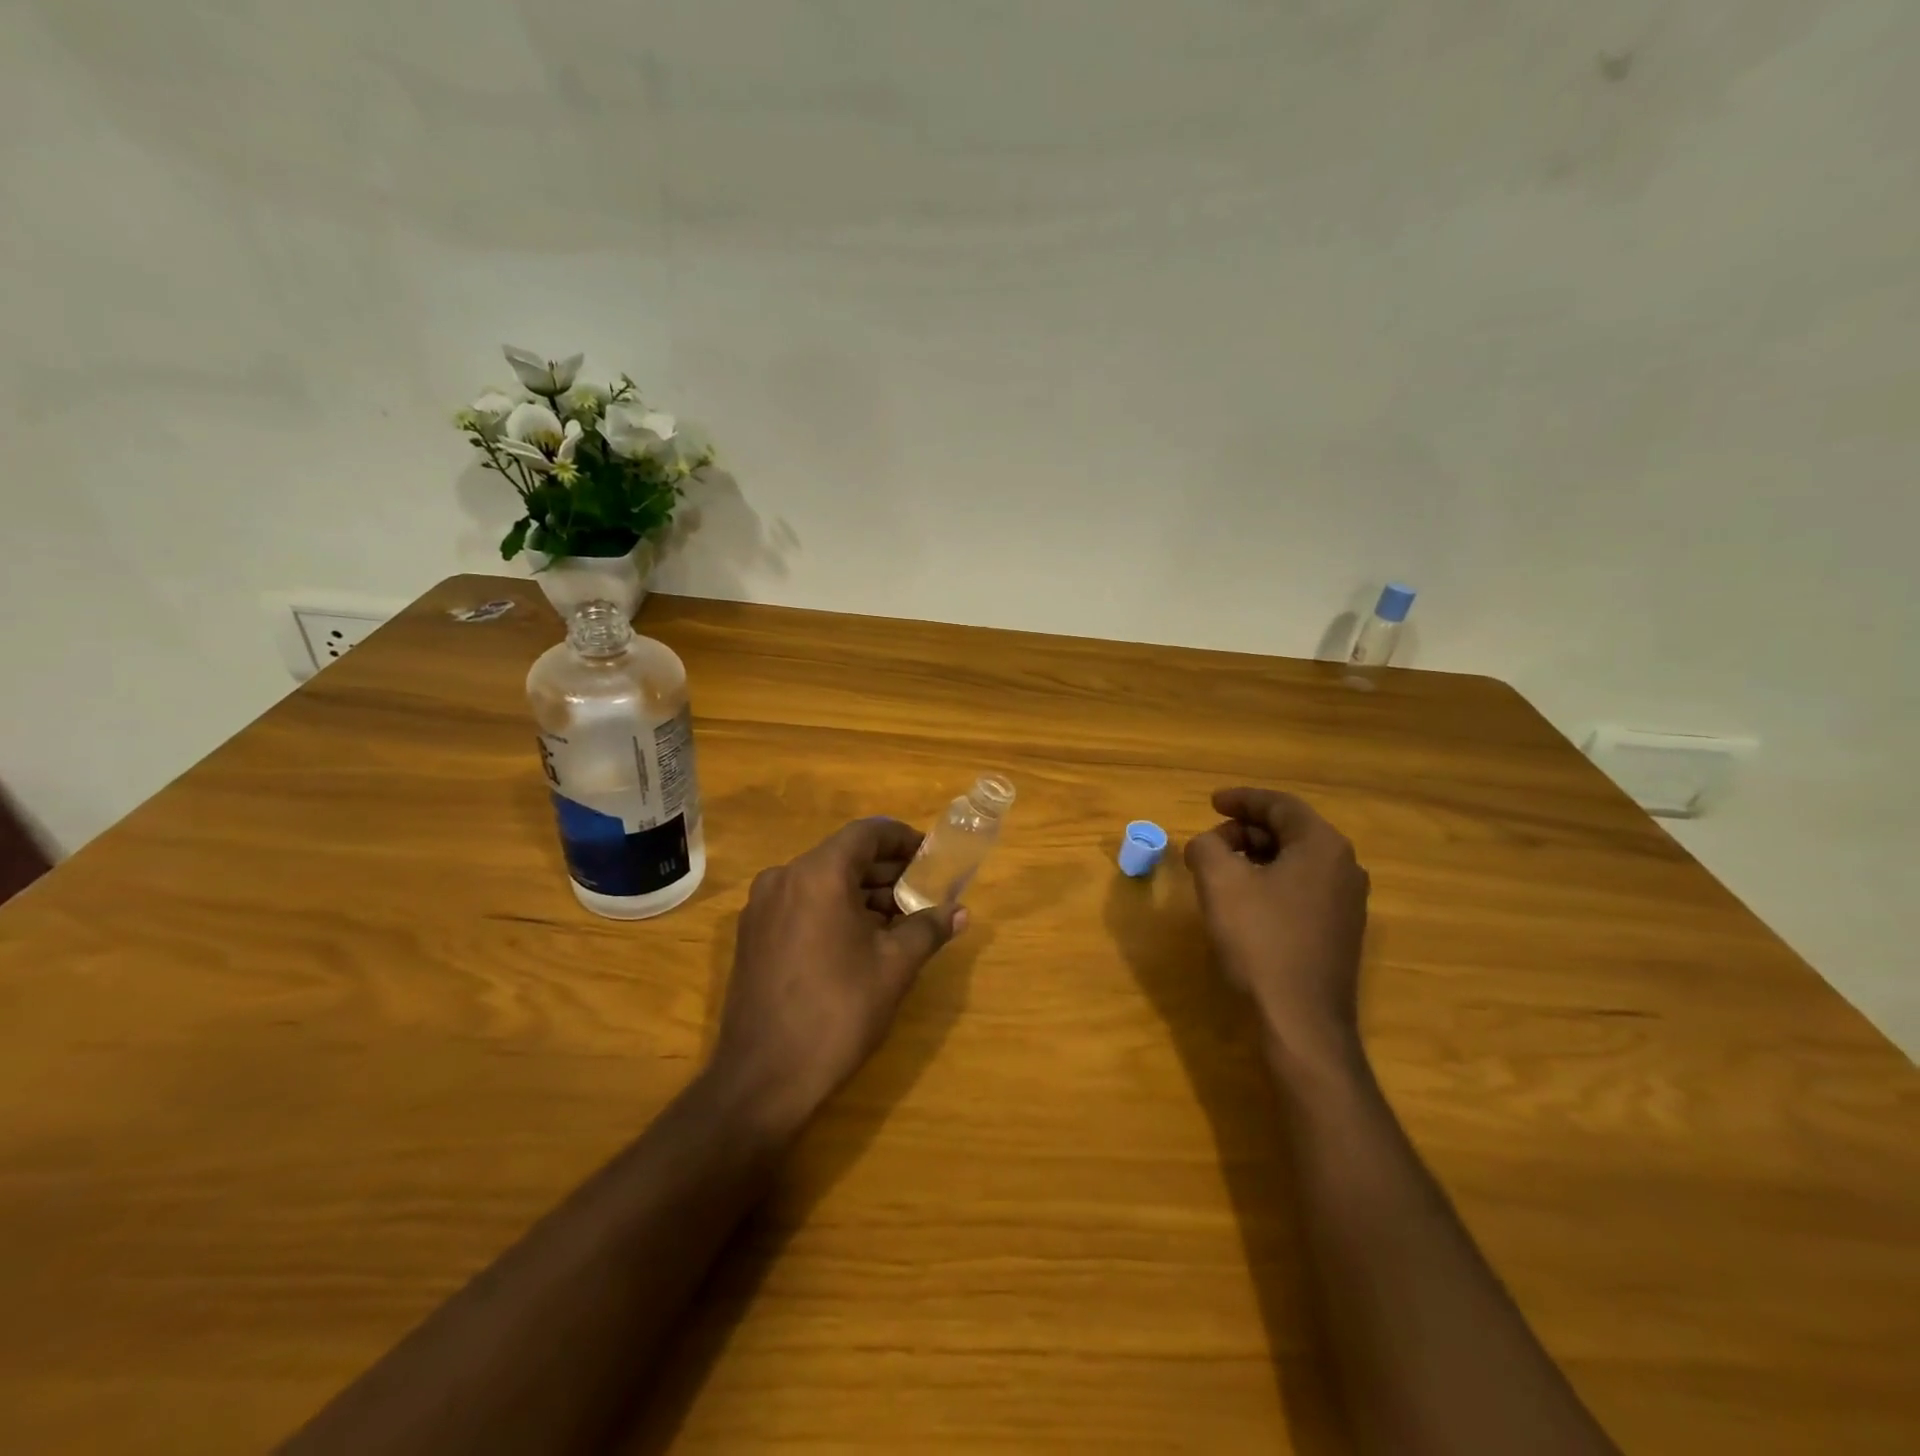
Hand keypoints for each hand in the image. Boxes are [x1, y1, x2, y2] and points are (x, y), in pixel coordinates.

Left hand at [710, 817, 965, 1136]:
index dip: (903, 839)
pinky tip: (862, 938)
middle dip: (886, 870)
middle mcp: (784, 878)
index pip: (867, 833)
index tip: (932, 856)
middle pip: (844, 856)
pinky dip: (834, 909)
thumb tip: (960, 912)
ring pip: (822, 881)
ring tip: (900, 918)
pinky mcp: (753, 935)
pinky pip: (802, 904)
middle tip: (923, 890)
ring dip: (862, 892)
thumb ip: (928, 928)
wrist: (763, 1078)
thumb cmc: (837, 1012)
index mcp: (818, 874)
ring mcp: (762, 907)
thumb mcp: (894, 967)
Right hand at [1184, 787, 1369, 1064]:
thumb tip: (1206, 845)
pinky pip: (1302, 889)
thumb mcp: (1220, 882)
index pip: (1280, 806)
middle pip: (1290, 832)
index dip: (1242, 799)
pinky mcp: (1340, 932)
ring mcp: (1347, 903)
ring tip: (1220, 871)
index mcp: (1322, 846)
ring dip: (1256, 858)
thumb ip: (1206, 847)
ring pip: (1295, 862)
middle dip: (1245, 831)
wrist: (1301, 1020)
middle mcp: (1345, 868)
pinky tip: (1244, 902)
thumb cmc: (1260, 941)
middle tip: (1209, 844)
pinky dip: (1270, 882)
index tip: (1212, 802)